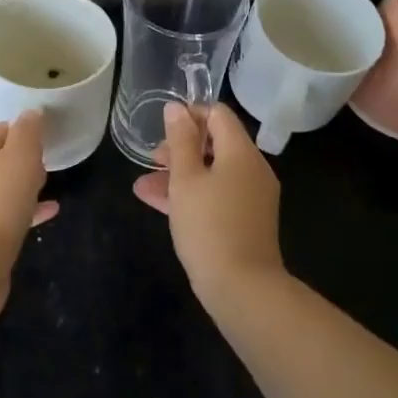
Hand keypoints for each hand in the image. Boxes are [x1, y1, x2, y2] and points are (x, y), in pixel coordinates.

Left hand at [0, 111, 59, 321]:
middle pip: (1, 159)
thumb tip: (31, 113)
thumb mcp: (19, 158)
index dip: (23, 129)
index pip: (0, 130)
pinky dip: (29, 210)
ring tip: (51, 184)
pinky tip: (51, 212)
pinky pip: (10, 215)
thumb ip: (27, 133)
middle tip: (49, 158)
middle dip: (24, 157)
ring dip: (26, 184)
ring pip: (5, 188)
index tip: (47, 133)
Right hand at [133, 102, 283, 301]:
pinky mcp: (247, 220)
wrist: (243, 289)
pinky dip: (192, 194)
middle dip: (180, 147)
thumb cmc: (209, 226)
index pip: (218, 114)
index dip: (190, 114)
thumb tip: (176, 107)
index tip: (163, 129)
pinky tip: (158, 203)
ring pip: (213, 171)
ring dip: (180, 173)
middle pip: (216, 142)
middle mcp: (253, 168)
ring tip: (144, 185)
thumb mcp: (185, 179)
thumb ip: (179, 141)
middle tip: (152, 160)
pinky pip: (218, 194)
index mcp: (241, 152)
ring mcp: (252, 196)